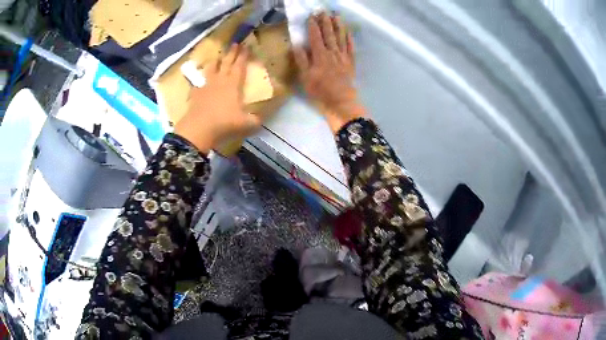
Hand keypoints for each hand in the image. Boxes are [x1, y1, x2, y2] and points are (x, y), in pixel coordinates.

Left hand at [174, 44, 261, 153]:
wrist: (199, 128)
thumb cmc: (224, 122)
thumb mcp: (245, 123)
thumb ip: (255, 120)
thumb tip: (260, 120)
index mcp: (233, 84)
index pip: (239, 65)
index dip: (243, 56)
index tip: (246, 46)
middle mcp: (220, 81)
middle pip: (226, 63)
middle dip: (232, 53)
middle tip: (235, 43)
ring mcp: (206, 86)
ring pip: (211, 69)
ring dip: (215, 62)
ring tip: (218, 58)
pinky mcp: (196, 94)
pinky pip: (198, 83)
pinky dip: (201, 80)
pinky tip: (200, 81)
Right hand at [294, 13, 366, 132]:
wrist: (341, 101)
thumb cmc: (320, 91)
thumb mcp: (305, 77)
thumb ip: (301, 60)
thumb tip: (297, 44)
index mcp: (319, 55)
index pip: (315, 36)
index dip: (313, 25)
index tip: (311, 15)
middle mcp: (332, 52)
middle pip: (329, 33)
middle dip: (325, 21)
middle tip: (323, 10)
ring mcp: (343, 56)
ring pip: (340, 37)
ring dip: (338, 25)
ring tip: (336, 15)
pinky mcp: (351, 62)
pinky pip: (350, 47)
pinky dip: (349, 38)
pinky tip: (348, 31)